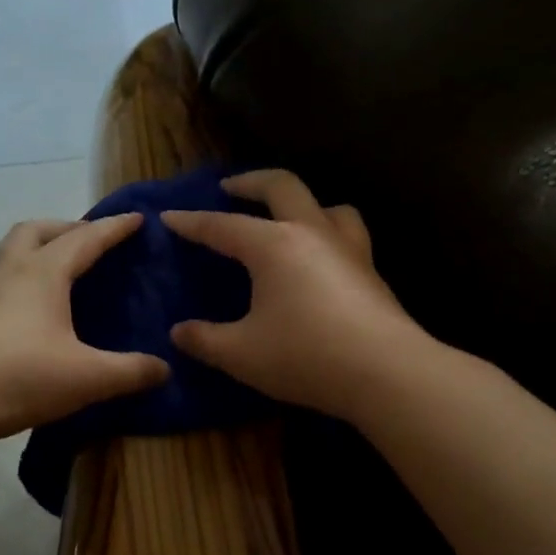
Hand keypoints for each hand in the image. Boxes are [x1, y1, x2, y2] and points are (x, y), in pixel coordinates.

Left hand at [0, 214, 168, 448]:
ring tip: (65, 272)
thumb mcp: (86, 377)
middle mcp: (11, 273)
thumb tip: (165, 368)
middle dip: (68, 228)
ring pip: (13, 252)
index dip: (115, 229)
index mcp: (43, 273)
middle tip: (92, 243)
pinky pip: (4, 280)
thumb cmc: (18, 377)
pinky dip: (26, 279)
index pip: (86, 239)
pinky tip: (38, 311)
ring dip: (40, 249)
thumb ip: (130, 371)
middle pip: (36, 231)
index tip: (138, 219)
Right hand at [163, 170, 423, 419]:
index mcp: (274, 245)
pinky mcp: (371, 272)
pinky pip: (347, 235)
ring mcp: (349, 249)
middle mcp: (312, 233)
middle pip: (282, 186)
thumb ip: (204, 340)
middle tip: (229, 188)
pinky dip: (326, 233)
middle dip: (250, 182)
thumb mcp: (241, 353)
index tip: (169, 216)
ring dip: (301, 203)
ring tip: (286, 218)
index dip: (192, 222)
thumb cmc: (305, 356)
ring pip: (327, 205)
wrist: (386, 372)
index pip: (223, 225)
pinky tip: (320, 261)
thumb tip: (179, 332)